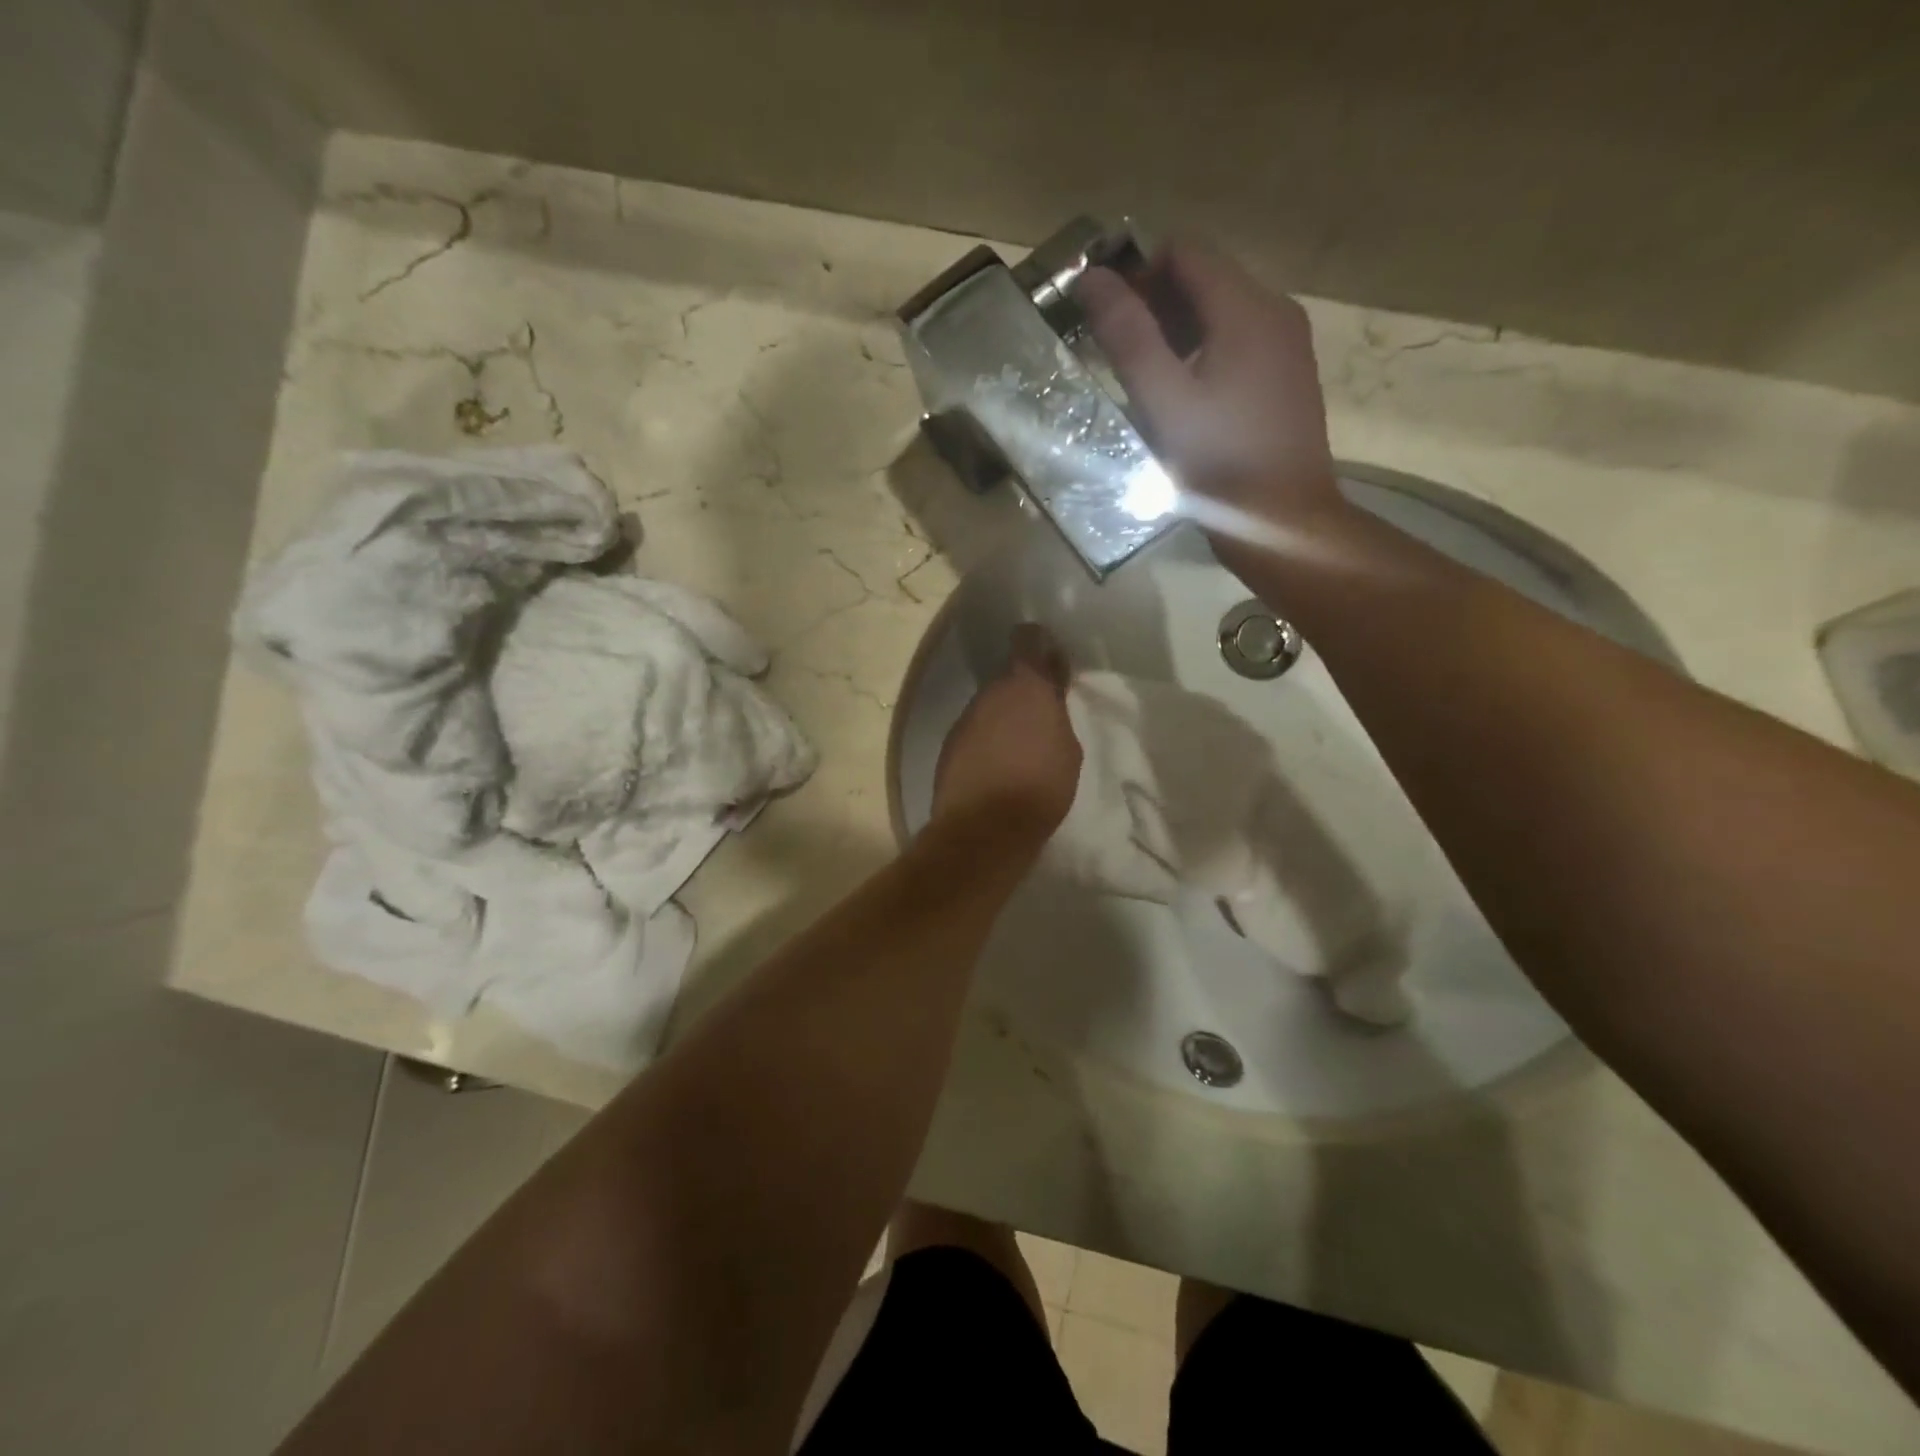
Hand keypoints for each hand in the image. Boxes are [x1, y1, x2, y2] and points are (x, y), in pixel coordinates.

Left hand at [931, 624, 1081, 843]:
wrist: (985, 828)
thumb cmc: (1041, 787)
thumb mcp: (1068, 750)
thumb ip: (1056, 715)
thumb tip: (1049, 700)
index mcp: (1026, 686)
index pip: (1028, 640)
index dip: (1038, 645)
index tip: (1048, 657)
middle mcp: (990, 693)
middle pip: (1007, 679)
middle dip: (1022, 692)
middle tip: (1038, 716)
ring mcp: (965, 718)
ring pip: (989, 706)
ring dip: (1001, 718)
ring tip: (1016, 748)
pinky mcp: (949, 745)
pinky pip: (973, 732)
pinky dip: (984, 741)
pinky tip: (994, 765)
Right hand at [1079, 242, 1346, 560]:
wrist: (1282, 520)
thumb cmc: (1219, 461)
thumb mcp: (1163, 399)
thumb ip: (1127, 335)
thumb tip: (1092, 277)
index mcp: (1247, 308)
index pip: (1185, 252)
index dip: (1138, 272)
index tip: (1106, 314)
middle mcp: (1276, 311)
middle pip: (1206, 278)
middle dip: (1156, 302)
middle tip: (1117, 349)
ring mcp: (1288, 344)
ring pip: (1223, 312)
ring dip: (1178, 330)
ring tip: (1144, 375)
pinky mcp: (1289, 376)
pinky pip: (1240, 342)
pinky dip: (1205, 351)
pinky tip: (1183, 395)